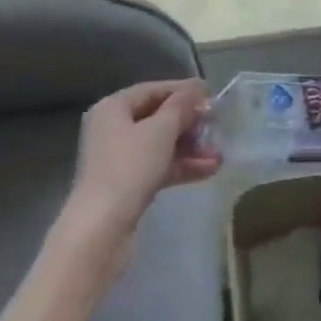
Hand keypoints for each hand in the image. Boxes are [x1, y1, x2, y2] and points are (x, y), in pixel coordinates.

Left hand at [66, 80, 220, 246]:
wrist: (101, 231)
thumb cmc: (129, 168)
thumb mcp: (161, 130)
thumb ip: (181, 106)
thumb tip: (197, 89)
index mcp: (113, 108)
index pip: (153, 90)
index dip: (183, 90)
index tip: (211, 94)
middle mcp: (112, 129)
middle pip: (157, 118)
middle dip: (190, 124)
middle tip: (217, 127)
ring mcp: (118, 159)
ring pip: (160, 145)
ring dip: (190, 148)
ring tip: (219, 155)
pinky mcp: (126, 186)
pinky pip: (158, 167)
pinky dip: (181, 167)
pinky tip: (209, 170)